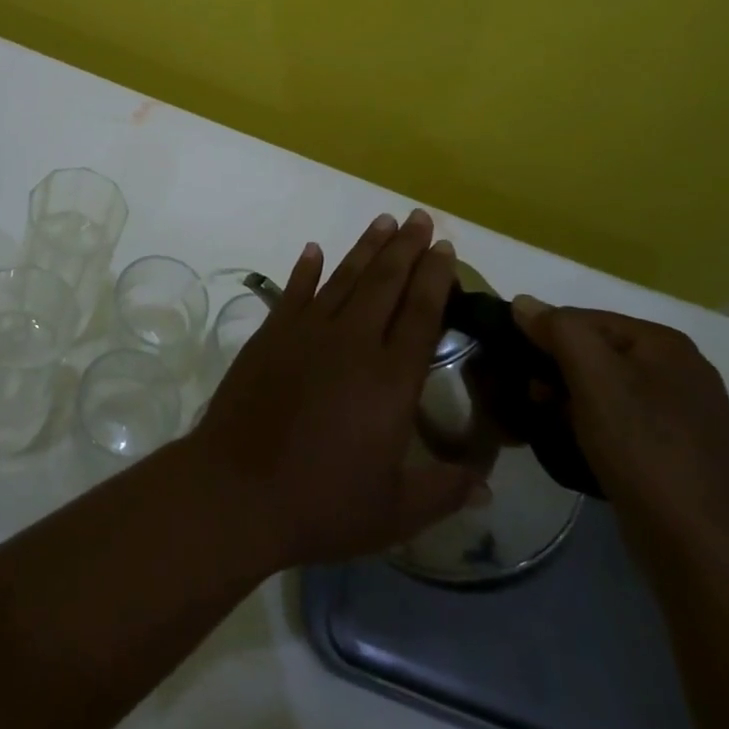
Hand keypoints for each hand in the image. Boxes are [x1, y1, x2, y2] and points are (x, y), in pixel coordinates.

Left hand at [186, 210, 485, 569]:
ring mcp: (307, 332)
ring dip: (366, 248)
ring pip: (344, 278)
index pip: (421, 313)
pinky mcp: (271, 334)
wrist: (238, 489)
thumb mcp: (396, 512)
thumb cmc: (322, 504)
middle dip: (406, 247)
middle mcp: (352, 342)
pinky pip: (295, 291)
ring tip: (384, 221)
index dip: (435, 276)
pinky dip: (306, 269)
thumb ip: (446, 490)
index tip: (443, 246)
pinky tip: (314, 250)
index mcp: (390, 379)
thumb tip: (490, 484)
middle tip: (420, 216)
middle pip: (385, 282)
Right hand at [510, 295, 728, 565]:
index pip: (582, 318)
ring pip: (604, 389)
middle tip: (535, 402)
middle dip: (556, 372)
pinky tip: (580, 449)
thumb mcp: (594, 376)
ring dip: (570, 402)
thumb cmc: (646, 452)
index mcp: (665, 343)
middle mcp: (680, 370)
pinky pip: (620, 422)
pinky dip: (593, 428)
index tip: (521, 372)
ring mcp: (683, 415)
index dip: (544, 338)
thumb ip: (557, 329)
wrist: (706, 555)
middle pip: (593, 352)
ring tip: (552, 428)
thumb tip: (524, 304)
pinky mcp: (678, 454)